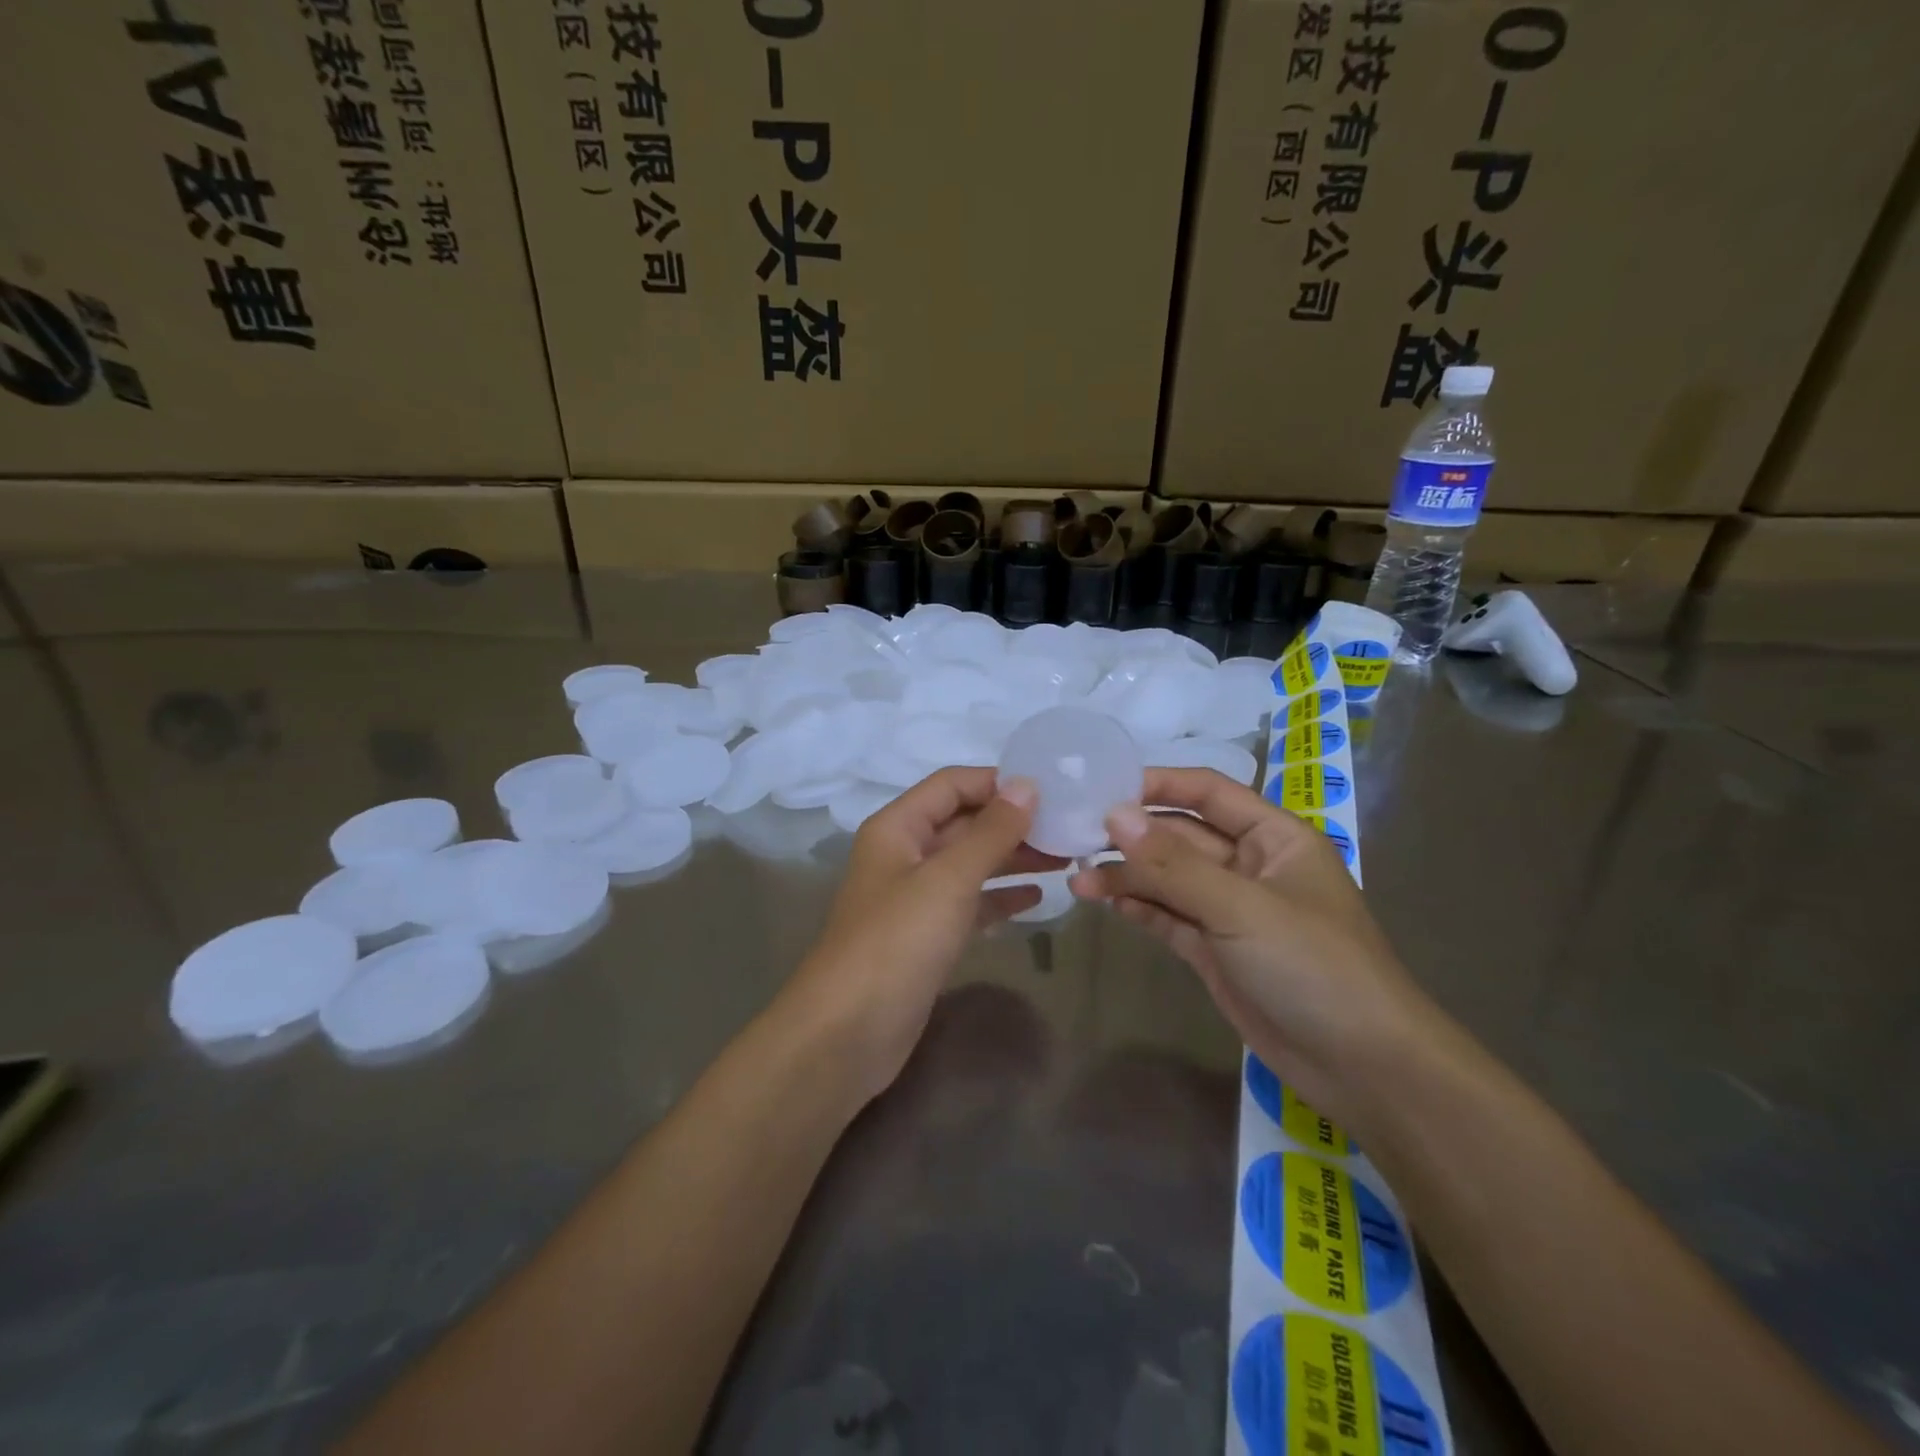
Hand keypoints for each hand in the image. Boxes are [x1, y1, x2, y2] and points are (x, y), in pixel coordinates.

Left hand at [785, 767, 1060, 1105]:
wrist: (849, 1032)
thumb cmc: (898, 941)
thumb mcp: (948, 878)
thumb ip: (991, 831)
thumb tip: (1027, 785)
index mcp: (898, 827)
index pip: (952, 785)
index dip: (998, 782)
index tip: (1051, 789)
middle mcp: (904, 854)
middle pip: (963, 823)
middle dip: (1013, 822)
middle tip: (1070, 827)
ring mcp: (915, 898)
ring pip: (970, 864)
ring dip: (1013, 857)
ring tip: (1066, 857)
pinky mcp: (927, 937)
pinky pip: (970, 904)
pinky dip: (1000, 897)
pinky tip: (1038, 898)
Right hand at [1068, 768, 1441, 1132]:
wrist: (1362, 1066)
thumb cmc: (1312, 965)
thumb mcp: (1242, 907)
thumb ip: (1174, 863)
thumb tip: (1115, 815)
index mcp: (1274, 837)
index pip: (1209, 792)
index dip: (1158, 785)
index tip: (1104, 788)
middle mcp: (1250, 866)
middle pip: (1182, 837)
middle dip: (1133, 837)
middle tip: (1075, 836)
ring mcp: (1231, 911)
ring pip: (1169, 879)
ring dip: (1127, 877)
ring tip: (1077, 879)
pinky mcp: (1215, 950)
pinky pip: (1170, 917)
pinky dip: (1141, 908)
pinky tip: (1106, 903)